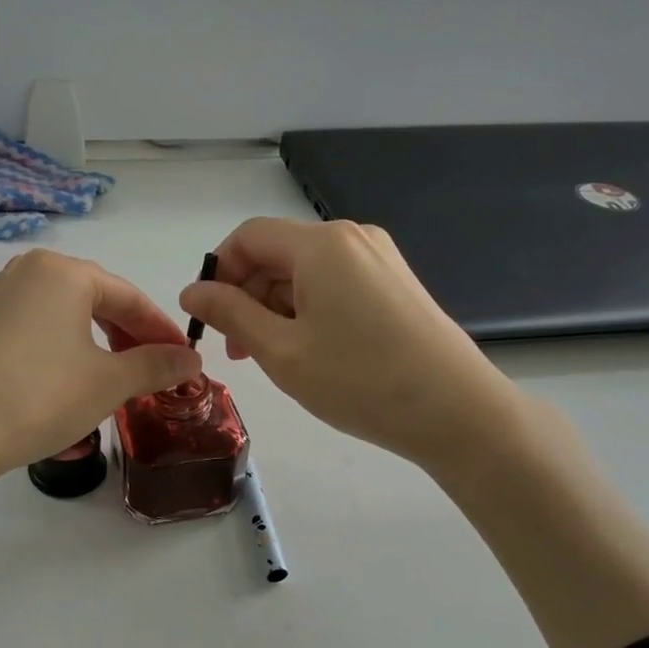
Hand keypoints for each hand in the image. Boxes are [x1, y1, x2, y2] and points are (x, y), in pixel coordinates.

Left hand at [0, 249, 201, 487]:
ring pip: (65, 315)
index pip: (129, 296)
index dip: (161, 330)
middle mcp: (27, 272)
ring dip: (99, 344)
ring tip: (117, 378)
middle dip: (130, 336)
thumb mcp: (108, 383)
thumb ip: (156, 365)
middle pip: (96, 300)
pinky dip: (66, 349)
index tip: (186, 359)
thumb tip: (193, 360)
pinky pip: (37, 328)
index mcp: (62, 271)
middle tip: (154, 371)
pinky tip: (73, 380)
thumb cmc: (40, 396)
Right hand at [178, 218, 517, 469]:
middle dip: (247, 295)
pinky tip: (311, 351)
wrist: (456, 410)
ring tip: (273, 358)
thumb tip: (192, 291)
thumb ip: (230, 314)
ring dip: (276, 307)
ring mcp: (379, 259)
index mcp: (320, 244)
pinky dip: (309, 310)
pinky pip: (335, 284)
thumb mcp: (281, 350)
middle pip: (278, 253)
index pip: (248, 237)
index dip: (218, 273)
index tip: (208, 320)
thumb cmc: (359, 380)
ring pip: (306, 272)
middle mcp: (351, 238)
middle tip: (238, 351)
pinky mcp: (395, 283)